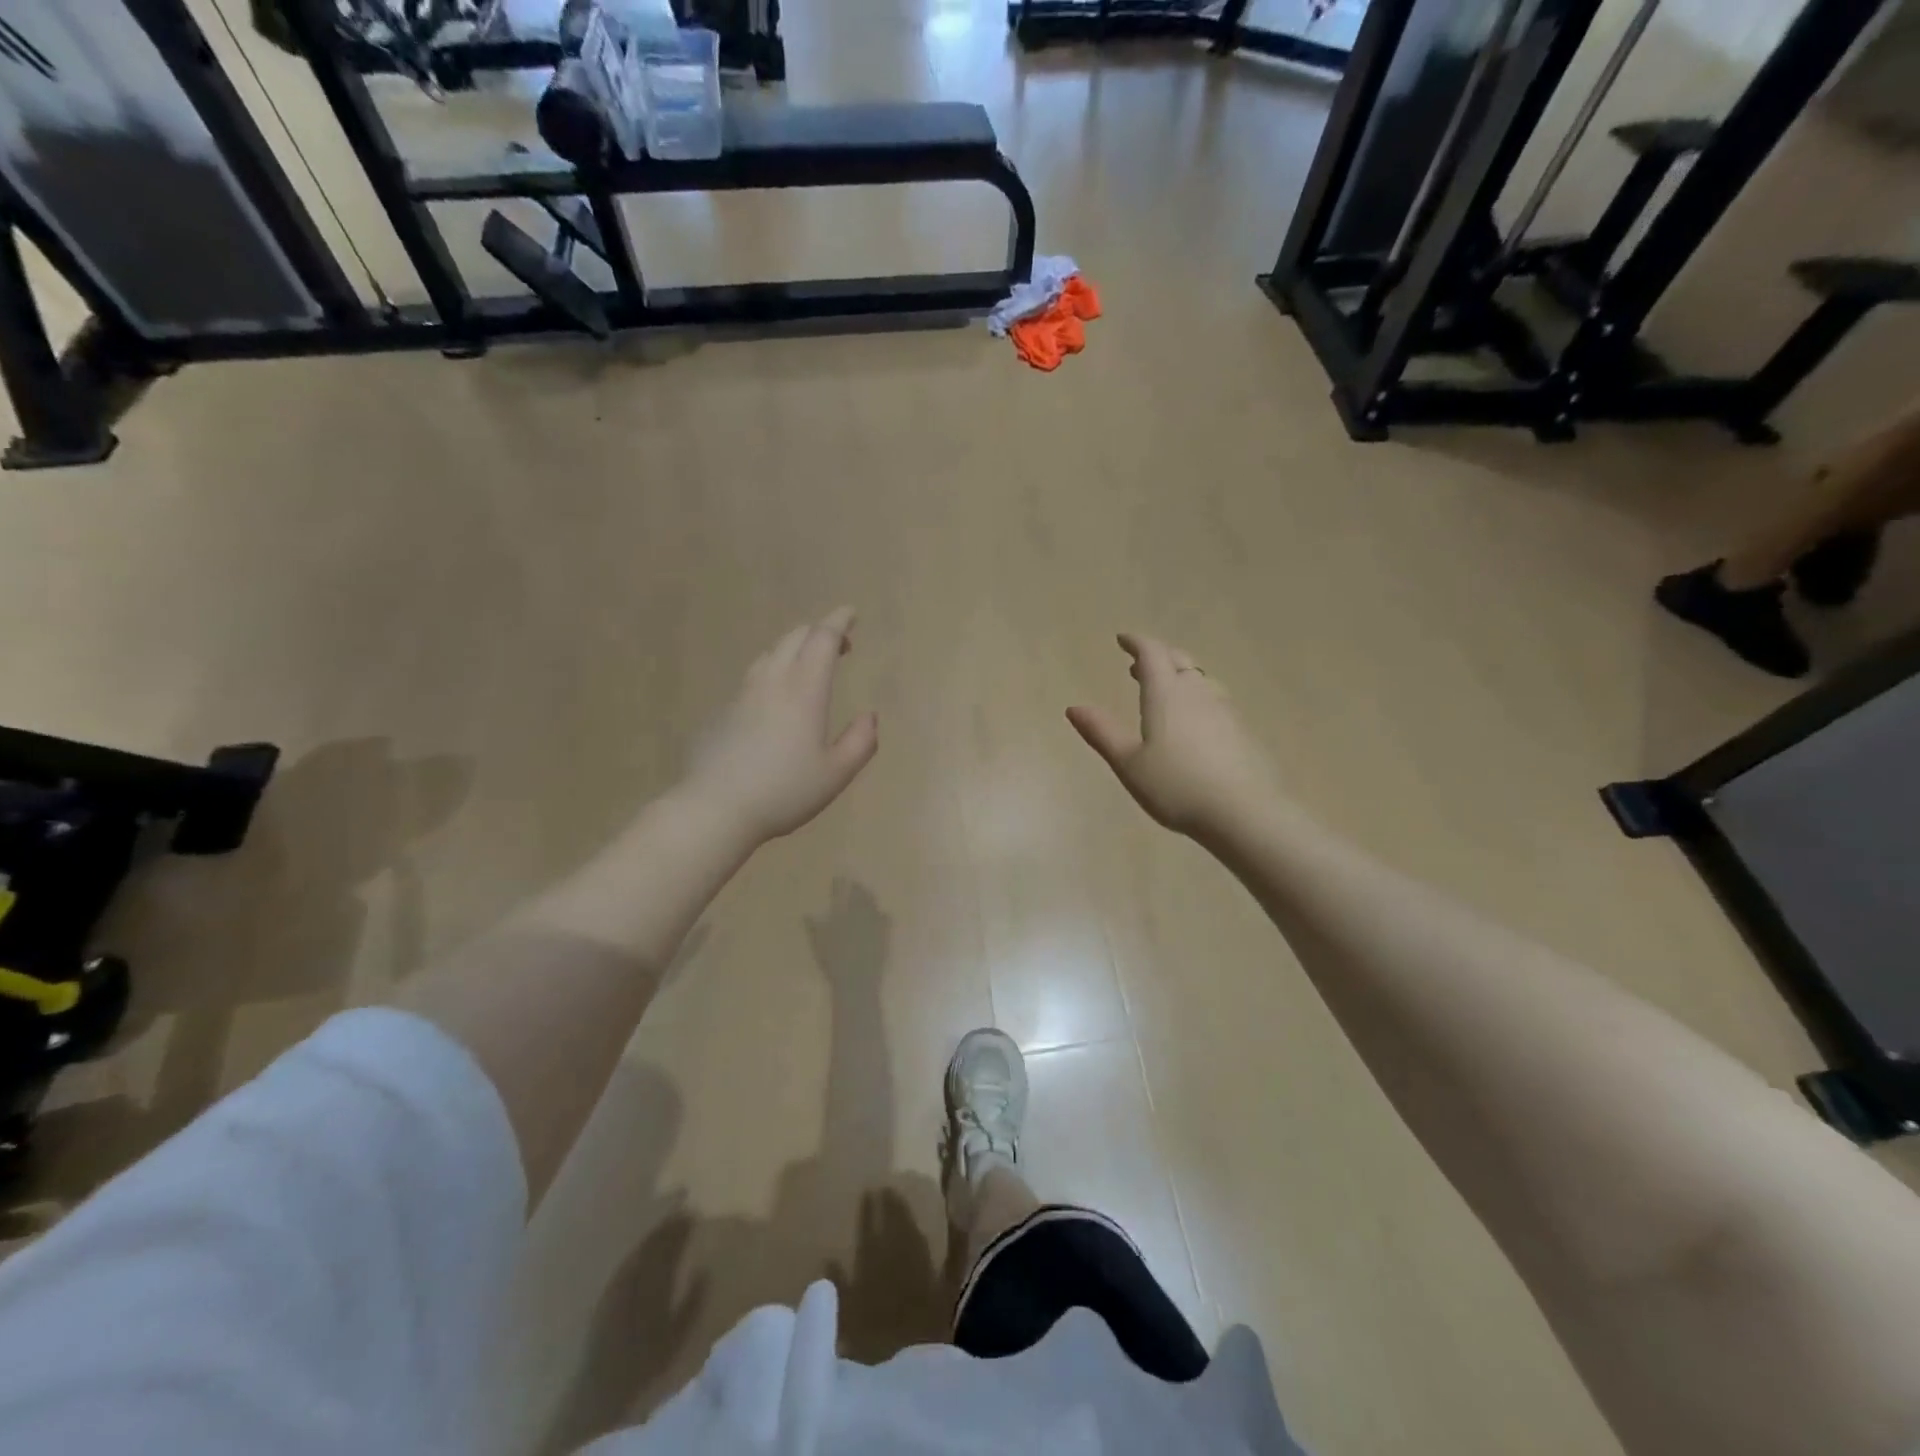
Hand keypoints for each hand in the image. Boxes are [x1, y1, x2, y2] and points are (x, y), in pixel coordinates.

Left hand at [682, 607, 878, 846]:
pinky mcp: (724, 711)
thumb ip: (860, 742)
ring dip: (794, 648)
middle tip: (838, 643)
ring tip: (808, 665)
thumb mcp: (836, 774)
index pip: (822, 640)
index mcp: (805, 691)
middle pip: (794, 638)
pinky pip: (754, 675)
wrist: (716, 808)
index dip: (839, 621)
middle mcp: (773, 683)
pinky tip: (775, 697)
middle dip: (818, 631)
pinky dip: (774, 670)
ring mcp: (744, 695)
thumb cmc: (784, 791)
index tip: (851, 613)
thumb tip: (870, 717)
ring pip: (771, 653)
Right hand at [1067, 634, 1279, 840]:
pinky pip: (1214, 698)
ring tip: (1165, 688)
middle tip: (1139, 664)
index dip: (1136, 642)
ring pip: (1199, 678)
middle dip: (1157, 656)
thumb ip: (1102, 732)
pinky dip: (1197, 695)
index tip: (1122, 639)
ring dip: (1179, 674)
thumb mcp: (1128, 763)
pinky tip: (1194, 718)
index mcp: (1166, 694)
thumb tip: (1073, 708)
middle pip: (1178, 660)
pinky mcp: (1240, 729)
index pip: (1151, 653)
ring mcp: (1223, 709)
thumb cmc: (1175, 786)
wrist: (1242, 811)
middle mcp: (1196, 692)